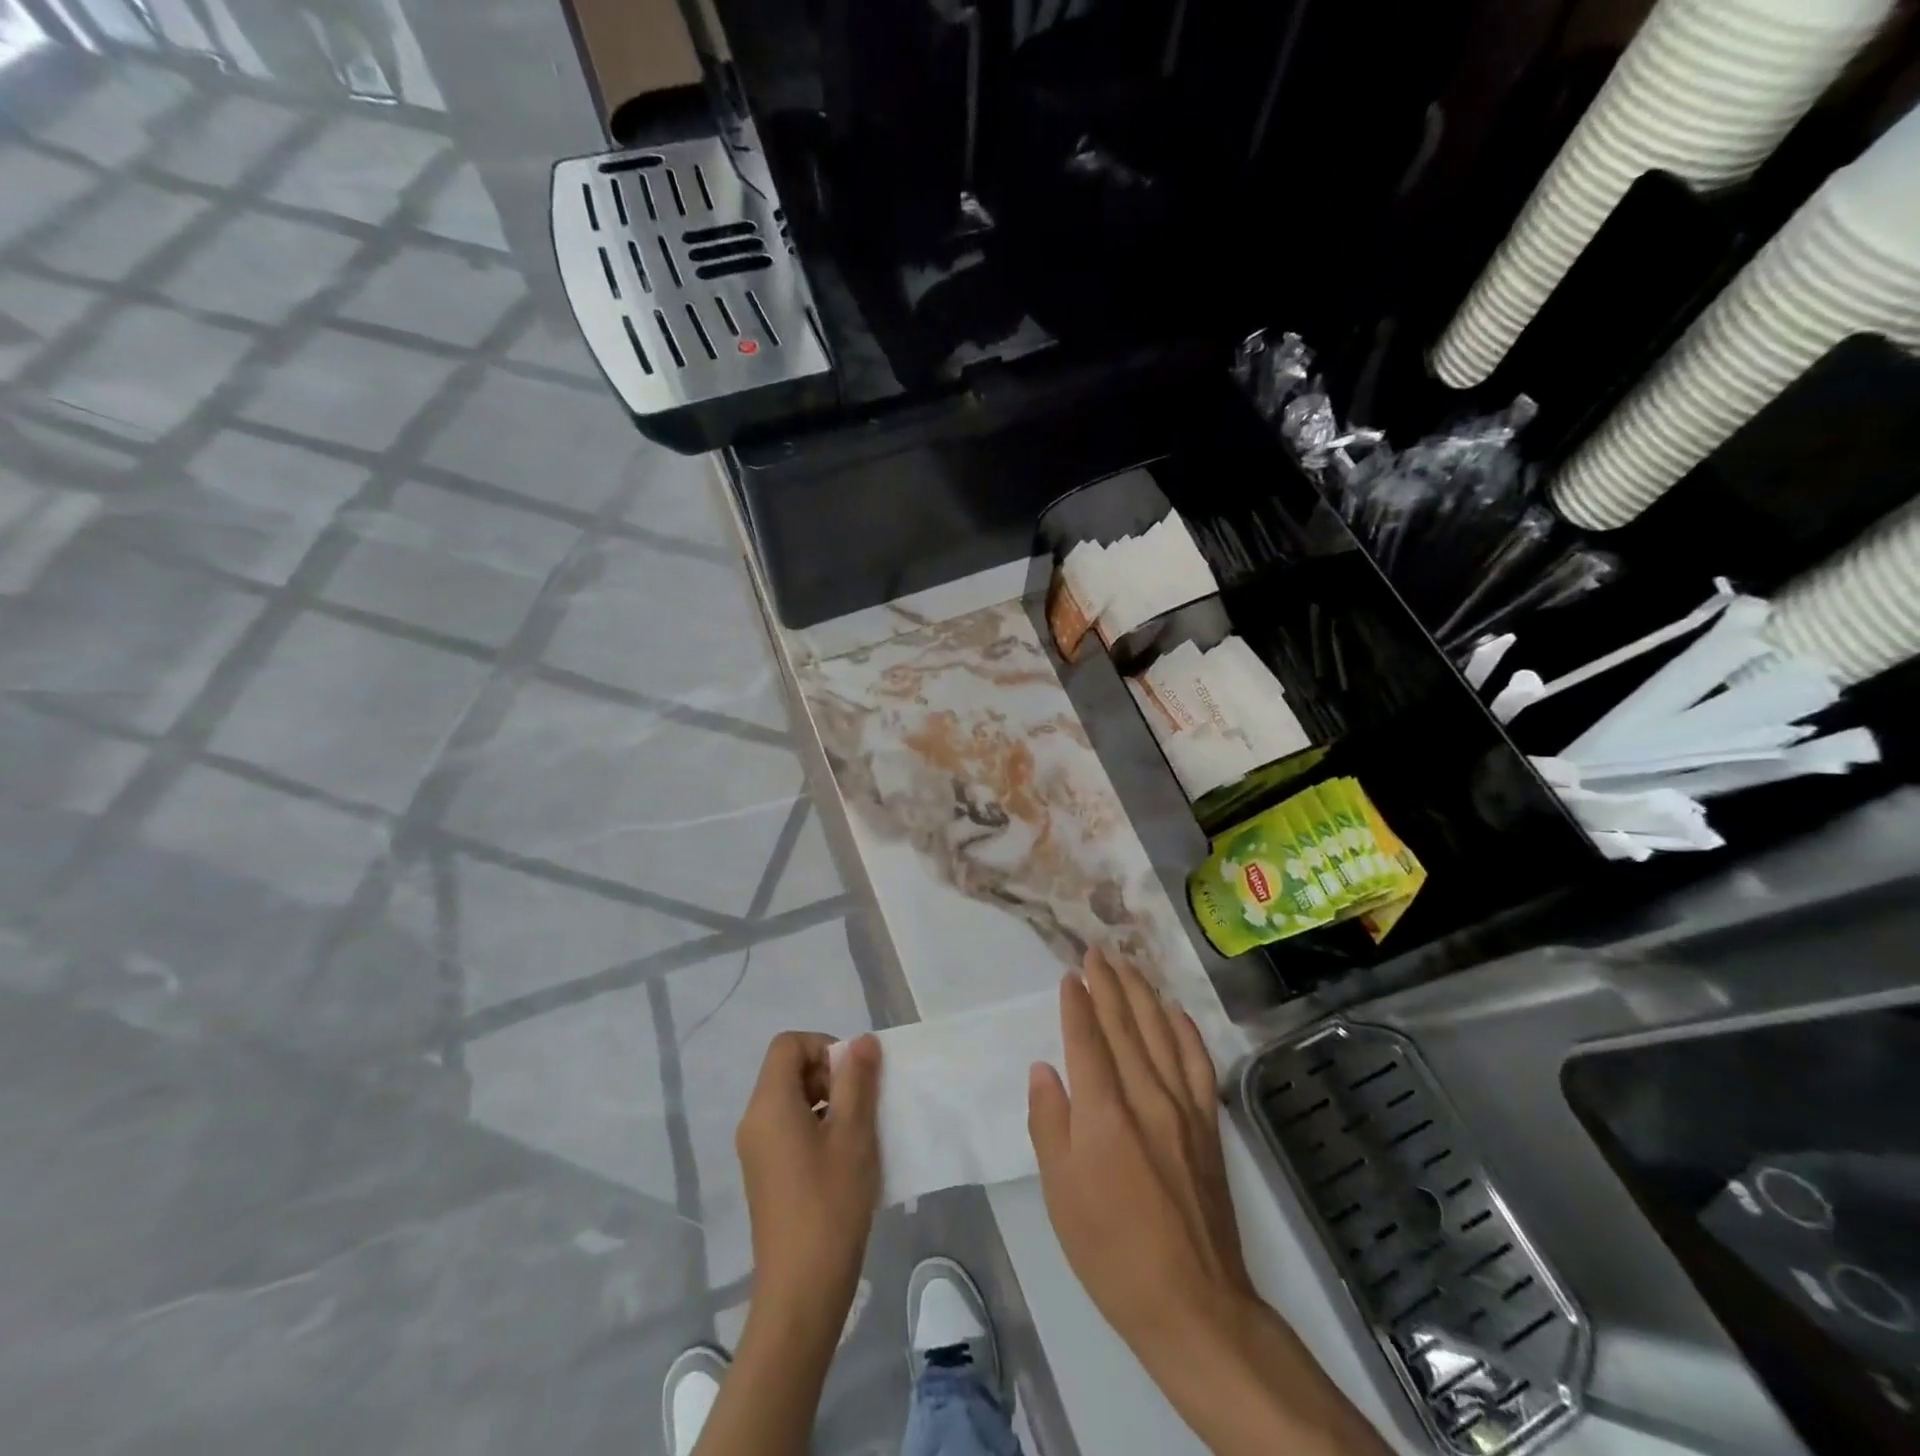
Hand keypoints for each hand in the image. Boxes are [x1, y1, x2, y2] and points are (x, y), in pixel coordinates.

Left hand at [736, 1031, 881, 1326]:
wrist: (801, 1292)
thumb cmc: (830, 1204)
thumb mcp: (853, 1134)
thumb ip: (857, 1080)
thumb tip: (861, 1041)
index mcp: (769, 1104)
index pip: (788, 1044)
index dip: (824, 1047)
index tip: (853, 1077)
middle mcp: (754, 1120)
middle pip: (788, 1070)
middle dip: (828, 1075)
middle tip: (861, 1106)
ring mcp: (756, 1150)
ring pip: (791, 1100)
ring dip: (827, 1102)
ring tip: (858, 1134)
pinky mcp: (765, 1175)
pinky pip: (789, 1128)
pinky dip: (817, 1128)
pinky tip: (844, 1160)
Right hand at [1028, 953, 1388, 1455]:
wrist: (1192, 1302)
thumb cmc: (1111, 1250)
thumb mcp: (1061, 1193)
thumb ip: (1049, 1123)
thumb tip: (1044, 1069)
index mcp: (1104, 1112)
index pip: (1087, 1040)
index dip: (1077, 1003)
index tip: (1071, 974)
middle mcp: (1146, 1096)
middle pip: (1125, 1026)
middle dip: (1109, 984)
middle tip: (1097, 950)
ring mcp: (1183, 1108)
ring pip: (1161, 1033)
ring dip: (1143, 995)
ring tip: (1130, 965)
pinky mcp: (1208, 1125)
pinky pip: (1198, 1063)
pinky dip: (1186, 1030)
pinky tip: (1176, 1011)